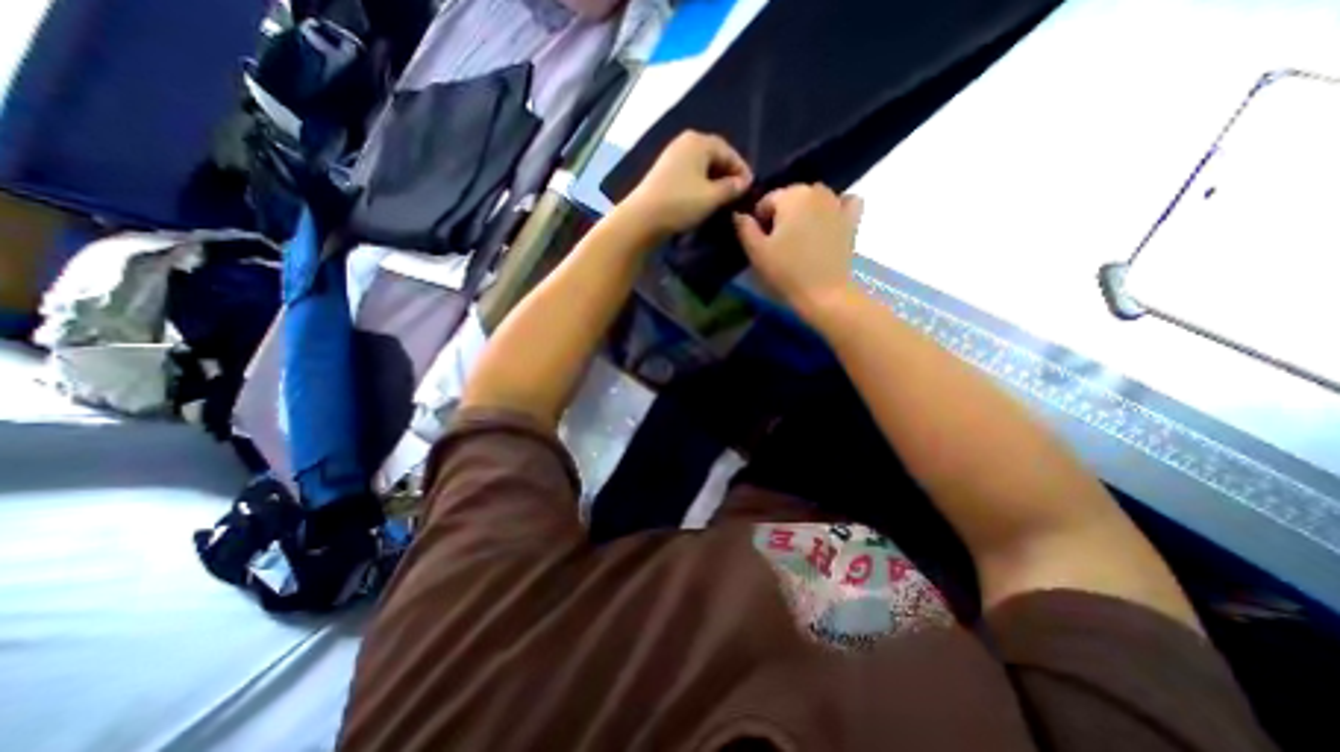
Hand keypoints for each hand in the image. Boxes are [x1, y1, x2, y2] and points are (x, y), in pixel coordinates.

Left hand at [621, 127, 748, 233]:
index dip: (741, 169)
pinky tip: (704, 198)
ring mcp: (672, 157)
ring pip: (701, 166)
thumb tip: (744, 183)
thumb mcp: (712, 197)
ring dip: (714, 180)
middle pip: (714, 156)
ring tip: (723, 198)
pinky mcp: (664, 173)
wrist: (642, 218)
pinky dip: (700, 184)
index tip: (750, 188)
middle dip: (728, 174)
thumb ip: (732, 188)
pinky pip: (690, 174)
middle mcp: (684, 143)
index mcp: (698, 142)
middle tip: (738, 193)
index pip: (728, 151)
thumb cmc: (680, 203)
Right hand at [730, 184, 858, 317]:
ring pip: (815, 197)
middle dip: (782, 214)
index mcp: (791, 196)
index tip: (761, 241)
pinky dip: (836, 206)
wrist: (824, 293)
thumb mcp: (757, 251)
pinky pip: (845, 201)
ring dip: (805, 210)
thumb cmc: (787, 271)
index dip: (759, 220)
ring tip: (800, 236)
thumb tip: (738, 214)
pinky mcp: (852, 219)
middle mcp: (816, 191)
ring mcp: (837, 203)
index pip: (767, 200)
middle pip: (791, 196)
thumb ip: (745, 228)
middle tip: (779, 242)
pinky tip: (828, 221)